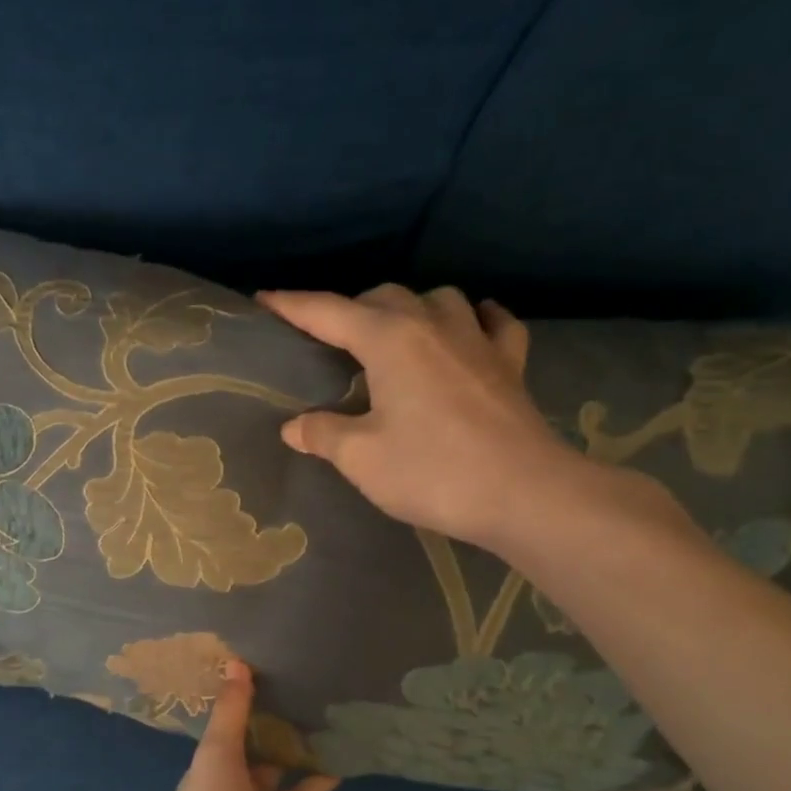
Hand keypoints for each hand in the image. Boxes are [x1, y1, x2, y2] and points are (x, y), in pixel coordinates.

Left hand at [153, 661, 369, 790]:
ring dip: (319, 782)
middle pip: (270, 769)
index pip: (236, 741)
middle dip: (290, 748)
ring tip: (347, 754)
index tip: (280, 690)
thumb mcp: (217, 753)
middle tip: (322, 716)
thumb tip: (235, 661)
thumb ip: (231, 711)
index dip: (254, 719)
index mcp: (216, 775)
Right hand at [258, 284, 594, 551]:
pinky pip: (492, 323)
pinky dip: (474, 319)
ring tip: (395, 333)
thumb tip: (294, 427)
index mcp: (389, 340)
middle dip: (351, 309)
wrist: (525, 493)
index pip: (328, 313)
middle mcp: (433, 325)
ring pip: (439, 299)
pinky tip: (470, 328)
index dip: (293, 305)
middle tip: (330, 338)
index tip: (264, 298)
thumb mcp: (361, 458)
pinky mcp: (510, 363)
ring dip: (411, 308)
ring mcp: (478, 340)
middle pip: (384, 297)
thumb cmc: (433, 472)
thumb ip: (323, 435)